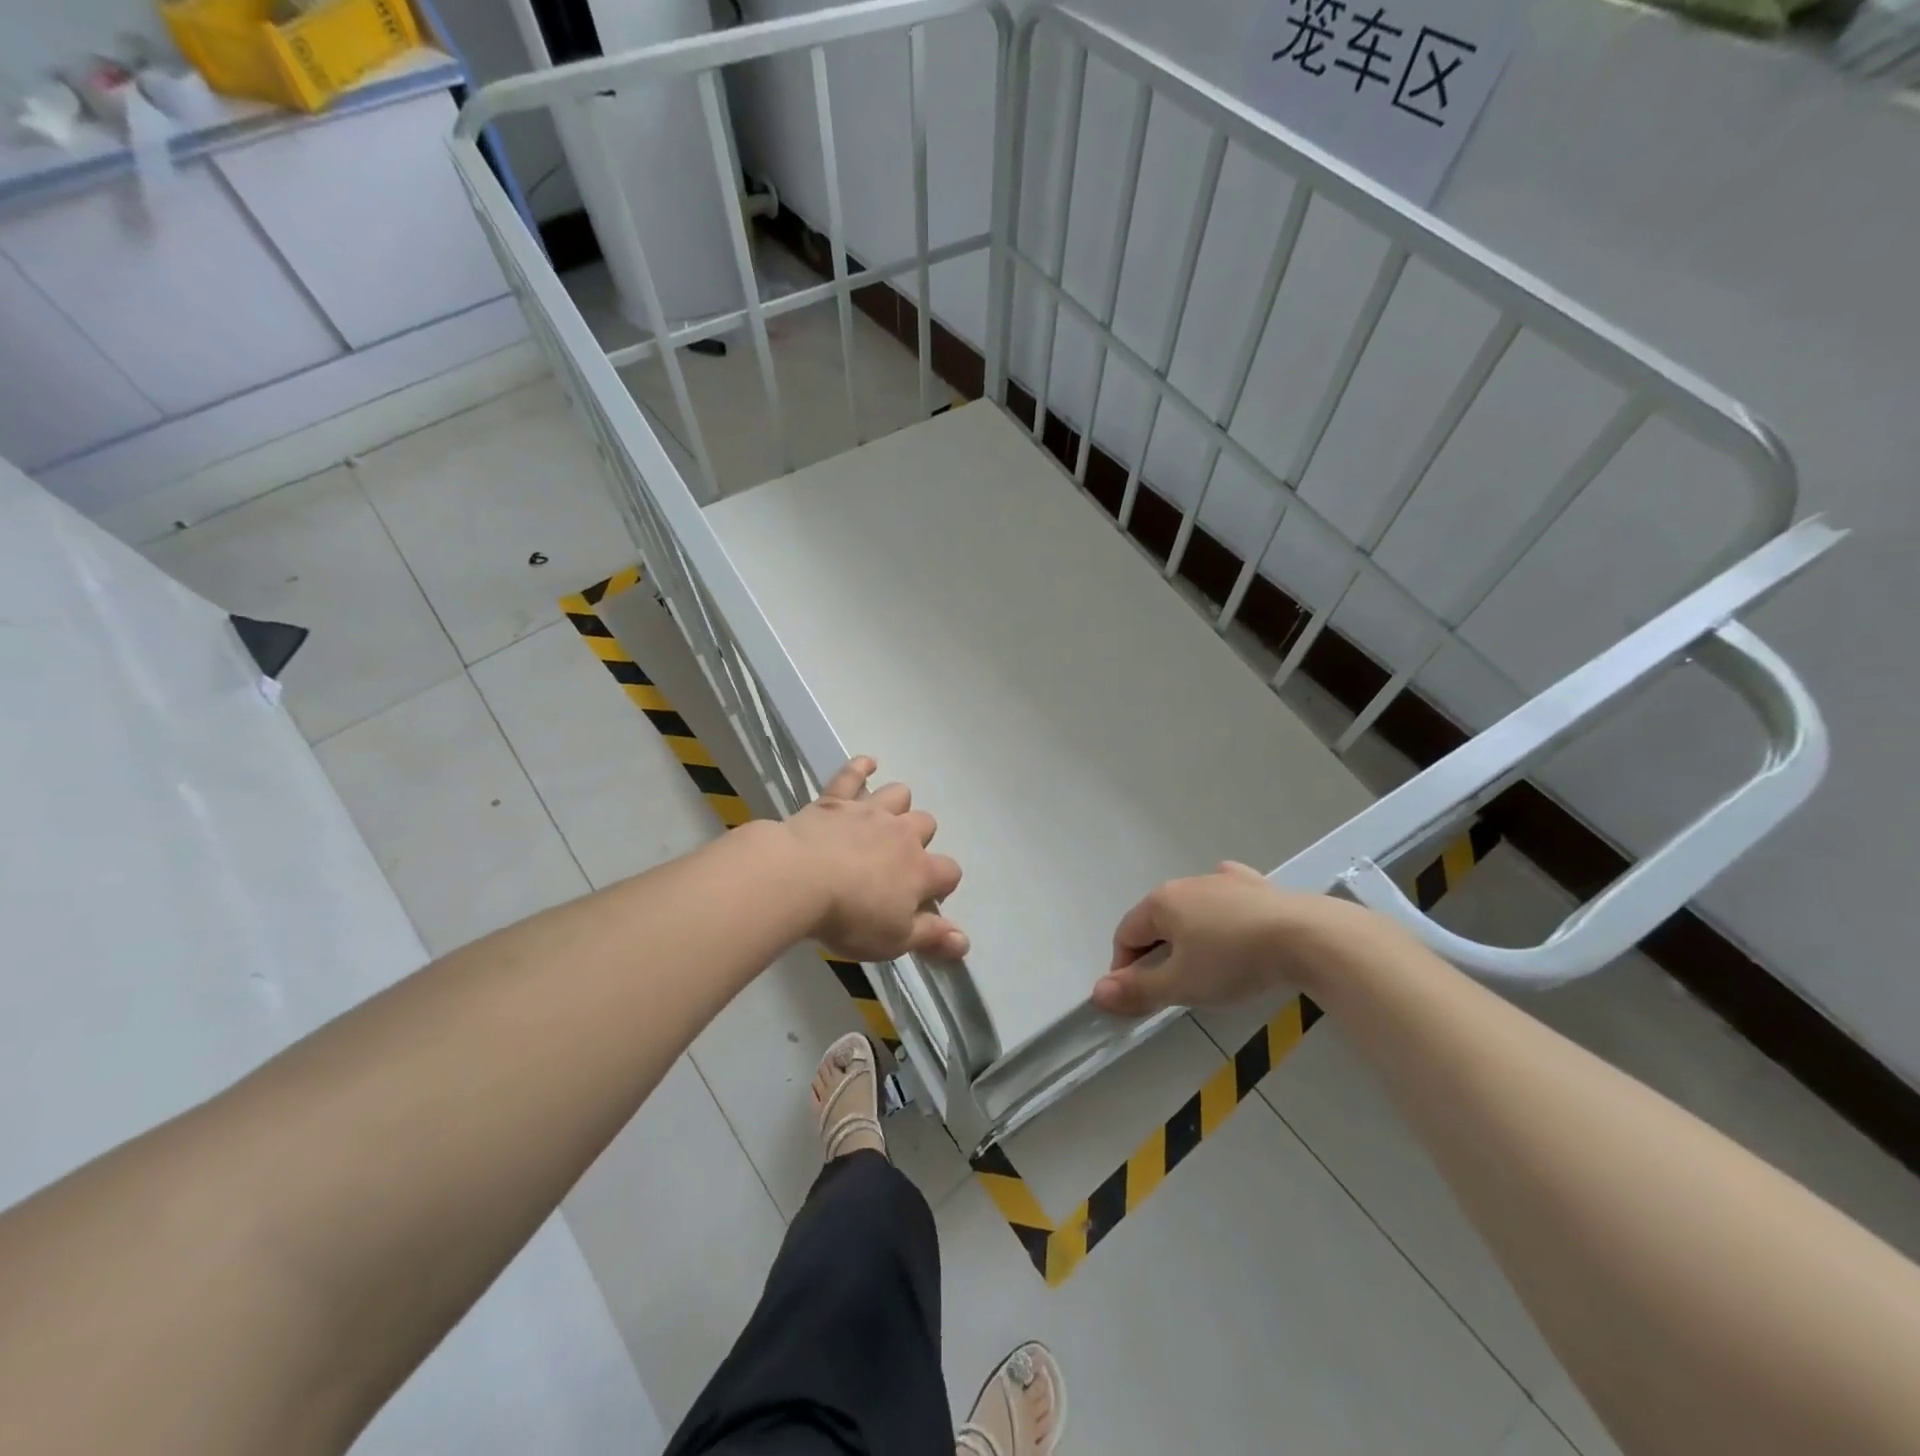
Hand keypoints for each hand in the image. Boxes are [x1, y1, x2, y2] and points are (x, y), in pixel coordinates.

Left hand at [781, 757, 967, 962]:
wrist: (798, 879)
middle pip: (926, 824)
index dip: (943, 885)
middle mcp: (902, 834)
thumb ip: (932, 937)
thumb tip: (965, 942)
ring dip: (897, 805)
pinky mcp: (835, 800)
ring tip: (886, 819)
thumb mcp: (894, 940)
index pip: (949, 872)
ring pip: (898, 795)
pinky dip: (861, 767)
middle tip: (898, 862)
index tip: (926, 900)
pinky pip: (852, 775)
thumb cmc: (849, 916)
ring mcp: (869, 812)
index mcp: (920, 870)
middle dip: (920, 840)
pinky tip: (868, 763)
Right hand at [1093, 862, 1389, 1016]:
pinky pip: (1224, 896)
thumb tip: (1097, 993)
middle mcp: (1185, 883)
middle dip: (1156, 954)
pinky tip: (1232, 924)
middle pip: (1156, 921)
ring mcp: (1221, 880)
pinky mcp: (1255, 885)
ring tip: (1208, 968)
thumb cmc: (1233, 961)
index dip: (1124, 969)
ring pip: (1190, 909)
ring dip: (1187, 936)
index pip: (1125, 935)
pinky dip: (1220, 912)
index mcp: (1160, 902)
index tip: (1140, 999)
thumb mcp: (1181, 985)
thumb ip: (1138, 990)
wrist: (1306, 937)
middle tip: (1175, 989)